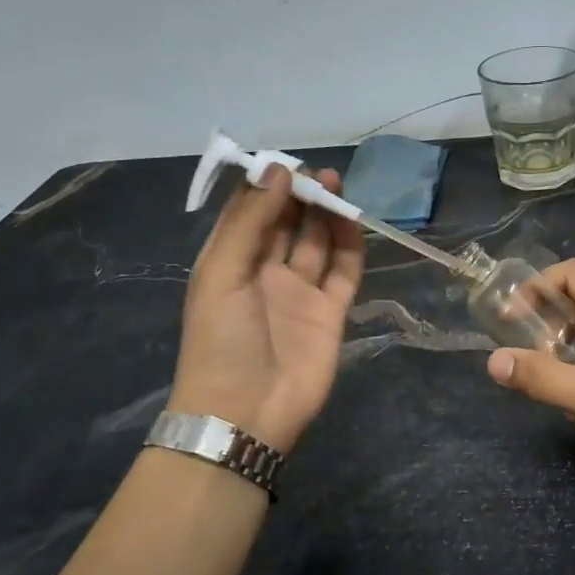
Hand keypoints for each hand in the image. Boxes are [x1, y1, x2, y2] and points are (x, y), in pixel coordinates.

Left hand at [169, 166, 364, 452]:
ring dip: (326, 215)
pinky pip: (343, 272)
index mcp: (230, 261)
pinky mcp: (330, 312)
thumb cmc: (221, 339)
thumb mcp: (222, 273)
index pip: (249, 213)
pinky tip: (353, 222)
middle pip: (286, 224)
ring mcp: (299, 293)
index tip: (287, 162)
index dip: (267, 186)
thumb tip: (279, 171)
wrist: (247, 411)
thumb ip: (251, 222)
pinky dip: (350, 247)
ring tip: (338, 185)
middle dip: (301, 196)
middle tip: (321, 172)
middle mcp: (265, 273)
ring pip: (317, 243)